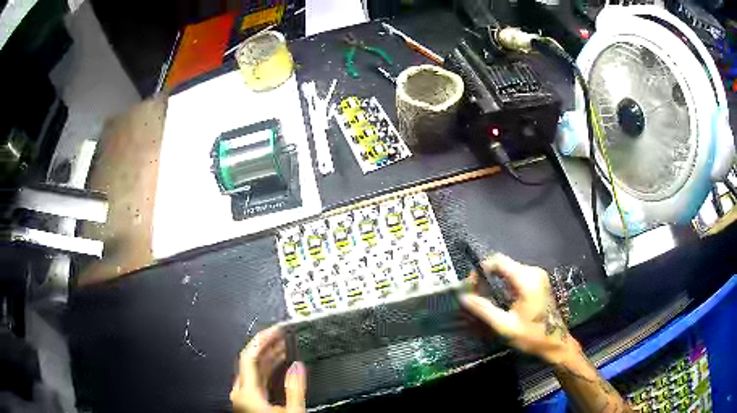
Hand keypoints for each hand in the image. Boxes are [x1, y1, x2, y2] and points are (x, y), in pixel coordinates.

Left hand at [230, 326, 306, 412]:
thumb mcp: (292, 411)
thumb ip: (295, 388)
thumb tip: (298, 366)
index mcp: (246, 392)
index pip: (249, 356)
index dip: (262, 339)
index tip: (275, 329)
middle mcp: (240, 392)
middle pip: (250, 361)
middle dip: (267, 346)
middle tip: (281, 335)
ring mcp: (243, 397)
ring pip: (253, 370)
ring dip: (268, 357)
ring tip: (283, 346)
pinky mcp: (248, 402)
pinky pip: (255, 380)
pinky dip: (267, 370)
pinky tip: (278, 365)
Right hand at [459, 254, 576, 363]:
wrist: (556, 343)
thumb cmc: (532, 336)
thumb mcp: (505, 326)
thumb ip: (484, 310)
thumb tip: (463, 298)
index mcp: (527, 279)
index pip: (498, 261)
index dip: (480, 270)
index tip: (470, 287)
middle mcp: (533, 272)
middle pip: (503, 264)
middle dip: (485, 277)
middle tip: (474, 295)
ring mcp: (537, 275)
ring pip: (508, 270)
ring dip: (494, 281)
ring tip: (483, 298)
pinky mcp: (538, 281)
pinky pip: (516, 276)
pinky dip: (503, 284)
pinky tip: (498, 299)